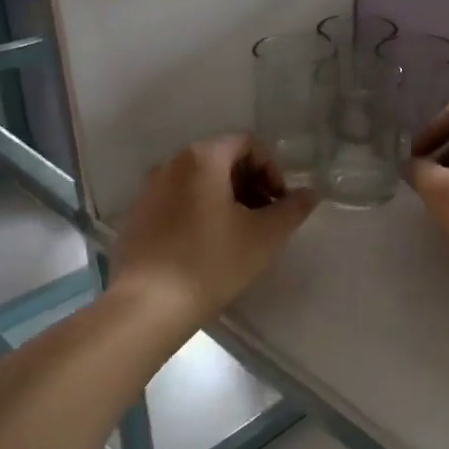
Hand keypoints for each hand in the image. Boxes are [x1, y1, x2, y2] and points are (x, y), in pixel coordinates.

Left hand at [111, 136, 316, 324]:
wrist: (149, 304)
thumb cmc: (213, 261)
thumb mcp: (265, 236)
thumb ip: (292, 209)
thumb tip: (311, 194)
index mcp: (202, 158)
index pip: (247, 144)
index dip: (272, 170)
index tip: (280, 204)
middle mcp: (171, 164)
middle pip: (222, 160)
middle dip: (250, 185)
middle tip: (265, 220)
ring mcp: (149, 190)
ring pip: (198, 183)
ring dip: (226, 200)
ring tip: (239, 236)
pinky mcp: (137, 217)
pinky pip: (177, 202)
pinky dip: (199, 213)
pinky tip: (207, 248)